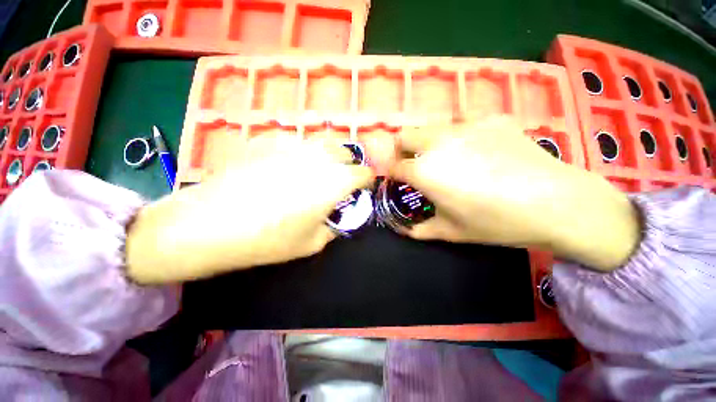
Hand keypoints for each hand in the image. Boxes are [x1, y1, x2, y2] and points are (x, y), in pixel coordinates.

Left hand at [126, 134, 372, 283]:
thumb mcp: (312, 242)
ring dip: (328, 156)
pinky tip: (288, 168)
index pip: (363, 172)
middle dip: (349, 164)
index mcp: (333, 182)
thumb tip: (338, 215)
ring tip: (317, 172)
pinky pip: (297, 143)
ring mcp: (292, 145)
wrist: (208, 224)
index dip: (367, 180)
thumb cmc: (268, 239)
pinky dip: (303, 153)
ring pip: (322, 143)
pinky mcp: (269, 141)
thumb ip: (334, 226)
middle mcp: (318, 157)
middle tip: (341, 179)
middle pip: (345, 151)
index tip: (363, 187)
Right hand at [390, 118, 640, 270]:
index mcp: (425, 171)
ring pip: (432, 127)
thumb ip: (422, 229)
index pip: (394, 166)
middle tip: (413, 165)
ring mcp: (466, 126)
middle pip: (405, 135)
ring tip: (447, 159)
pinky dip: (460, 137)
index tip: (396, 179)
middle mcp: (438, 142)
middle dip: (401, 150)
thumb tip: (407, 231)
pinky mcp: (492, 119)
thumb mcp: (452, 232)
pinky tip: (480, 152)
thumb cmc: (496, 222)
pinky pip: (464, 124)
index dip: (391, 173)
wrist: (557, 203)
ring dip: (429, 142)